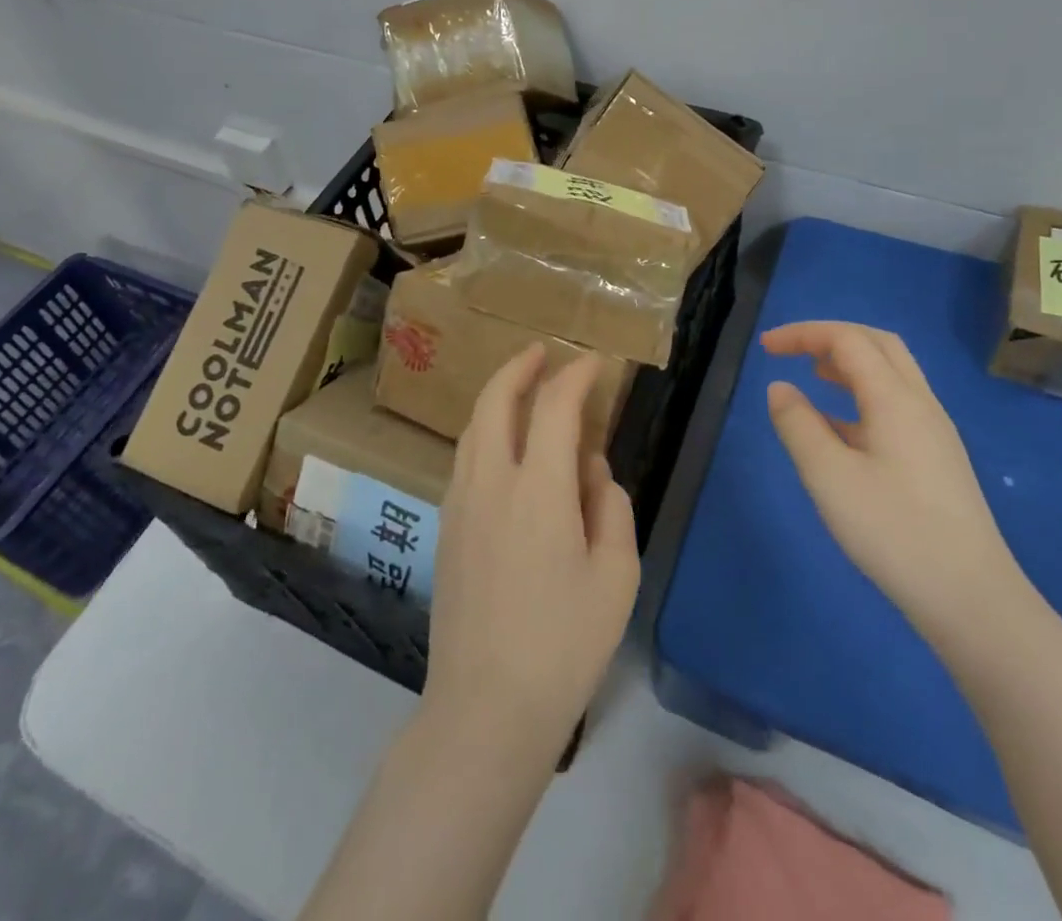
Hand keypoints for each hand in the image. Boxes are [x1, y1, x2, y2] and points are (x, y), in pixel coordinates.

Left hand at [423, 346, 639, 761]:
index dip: (576, 376)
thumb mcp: (616, 576)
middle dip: (519, 368)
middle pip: (495, 401)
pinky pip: (464, 459)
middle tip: (542, 353)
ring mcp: (459, 504)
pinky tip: (503, 448)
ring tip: (522, 391)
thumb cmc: (564, 644)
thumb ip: (609, 506)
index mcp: (537, 488)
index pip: (554, 406)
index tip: (595, 363)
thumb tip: (590, 468)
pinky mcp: (446, 528)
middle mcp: (490, 481)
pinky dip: (484, 433)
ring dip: (497, 398)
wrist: (486, 707)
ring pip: (473, 428)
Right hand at [763, 321, 1023, 642]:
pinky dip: (860, 396)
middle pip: (878, 344)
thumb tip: (780, 388)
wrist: (971, 599)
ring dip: (849, 363)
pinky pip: (895, 406)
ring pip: (891, 374)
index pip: (847, 340)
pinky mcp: (935, 460)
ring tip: (812, 375)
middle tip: (791, 351)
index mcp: (895, 398)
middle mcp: (920, 404)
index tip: (765, 347)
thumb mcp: (828, 476)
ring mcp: (933, 433)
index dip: (803, 334)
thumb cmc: (893, 531)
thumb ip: (798, 425)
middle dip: (830, 337)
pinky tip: (838, 427)